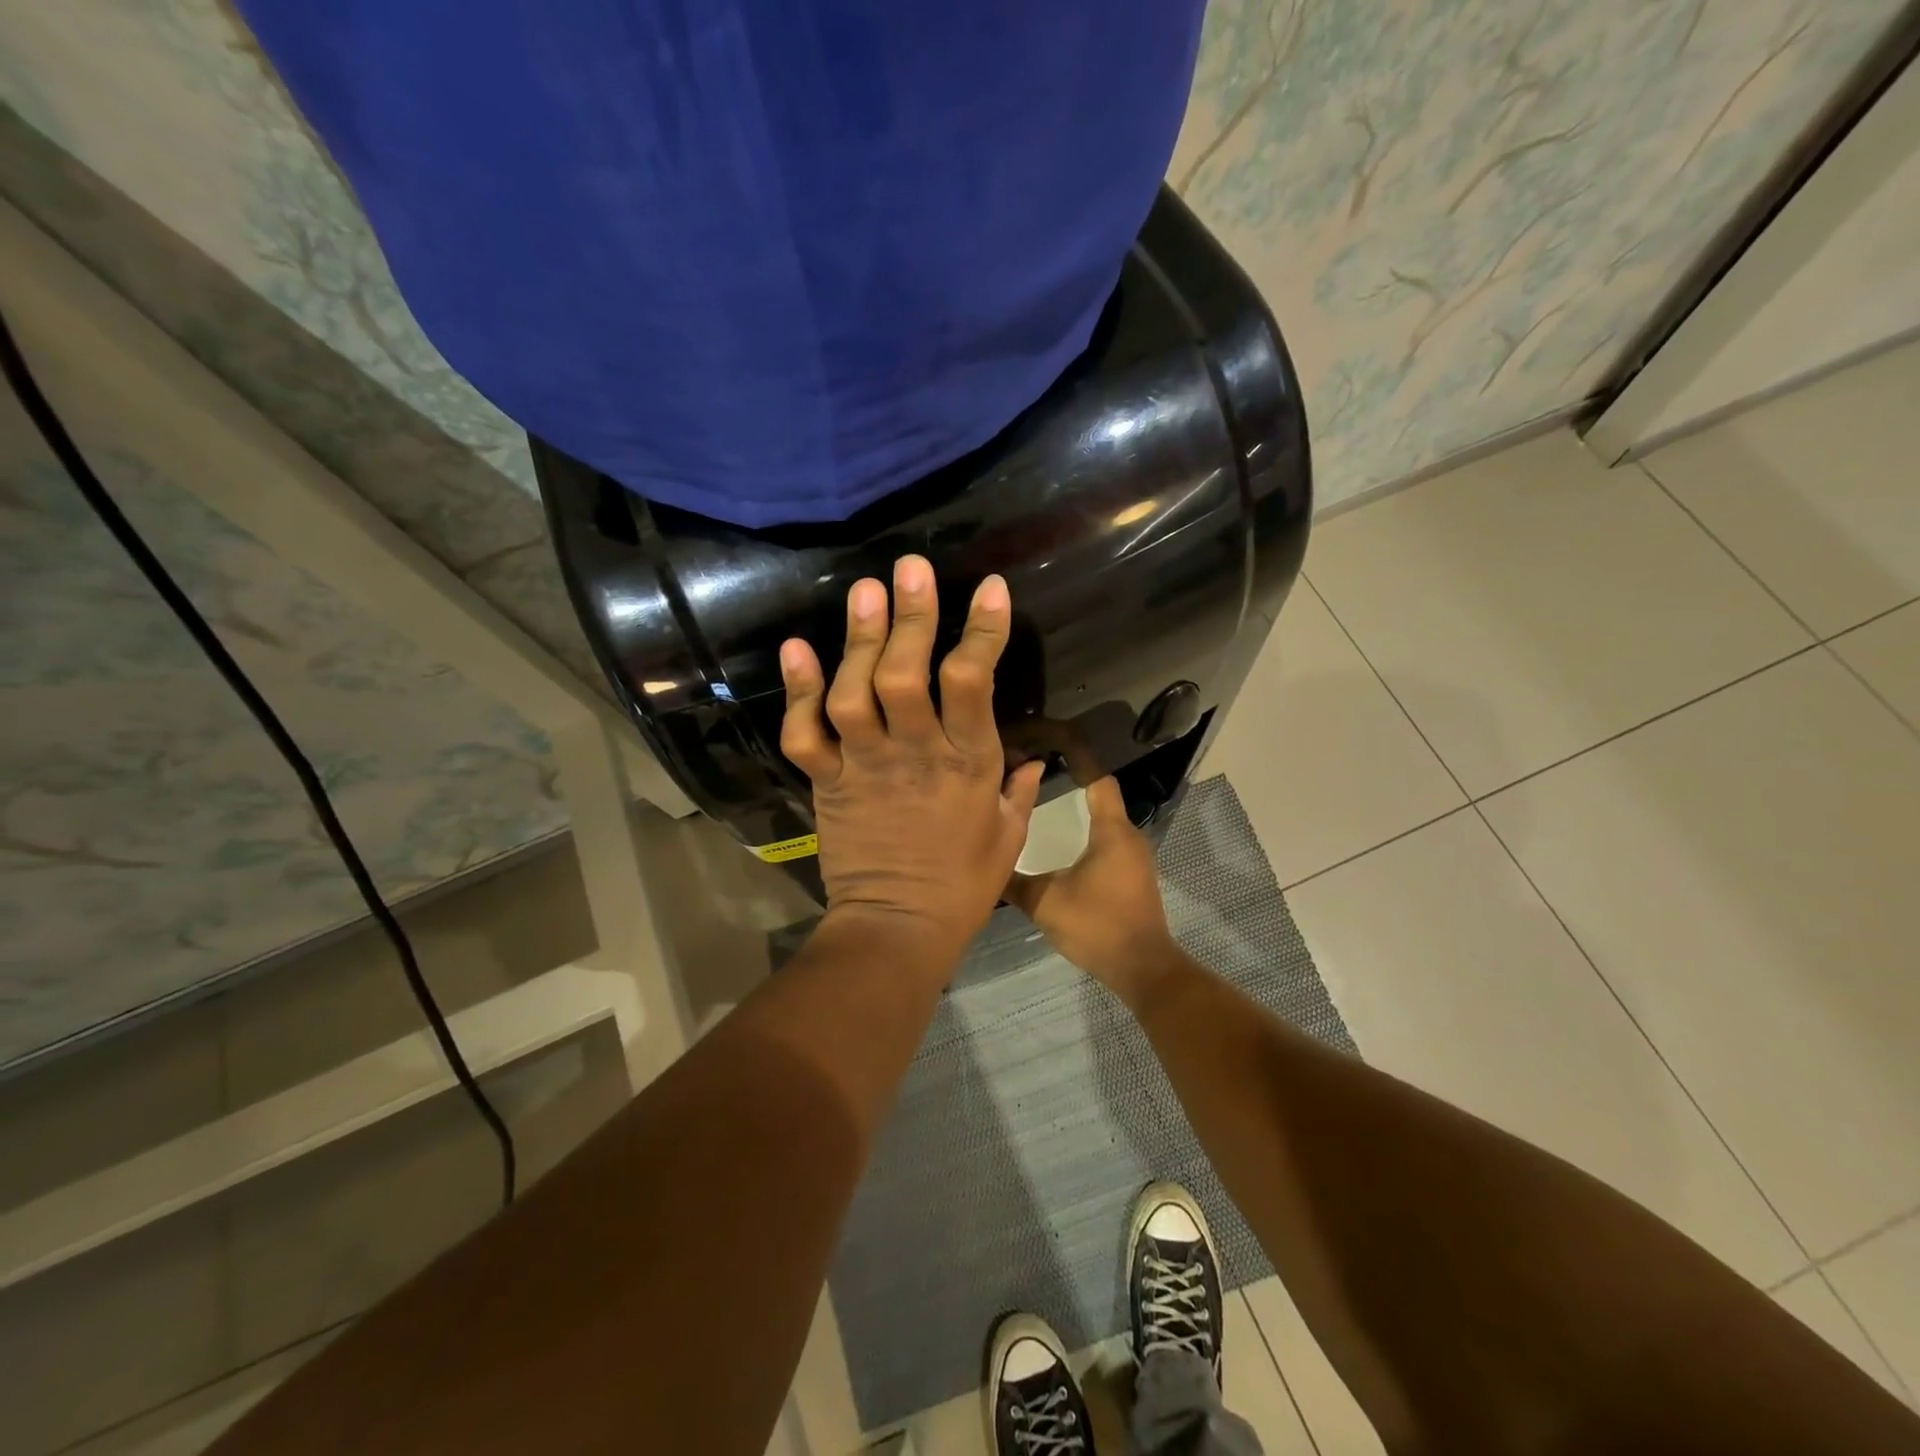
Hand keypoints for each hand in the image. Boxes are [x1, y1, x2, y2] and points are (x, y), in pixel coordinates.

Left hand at [779, 556, 1044, 968]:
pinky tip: (796, 648)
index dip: (982, 632)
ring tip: (863, 592)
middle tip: (911, 569)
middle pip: (906, 675)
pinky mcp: (828, 782)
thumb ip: (1022, 791)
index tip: (989, 589)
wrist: (897, 929)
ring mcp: (865, 766)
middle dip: (911, 618)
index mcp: (968, 764)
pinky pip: (806, 733)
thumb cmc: (963, 885)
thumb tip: (1038, 760)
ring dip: (857, 640)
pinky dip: (797, 691)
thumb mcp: (1009, 837)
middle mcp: (914, 753)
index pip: (975, 684)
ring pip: (855, 693)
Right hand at [1006, 776, 1181, 1002]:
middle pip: (1100, 795)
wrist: (1143, 969)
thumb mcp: (1046, 903)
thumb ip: (1015, 882)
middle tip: (1035, 776)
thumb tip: (986, 865)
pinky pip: (1108, 841)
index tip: (1051, 743)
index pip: (1098, 779)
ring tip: (1042, 805)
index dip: (1078, 757)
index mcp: (1111, 831)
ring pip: (1104, 820)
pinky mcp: (1133, 875)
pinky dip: (1086, 833)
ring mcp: (1134, 857)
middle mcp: (1128, 836)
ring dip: (1078, 810)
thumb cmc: (1098, 926)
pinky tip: (1062, 844)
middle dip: (1071, 781)